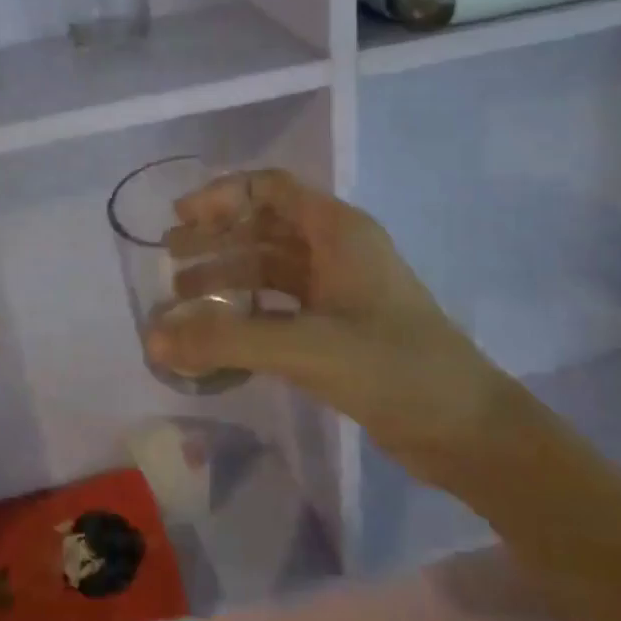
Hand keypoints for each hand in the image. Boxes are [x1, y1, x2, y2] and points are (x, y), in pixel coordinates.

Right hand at [146, 168, 524, 488]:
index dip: (222, 195)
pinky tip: (219, 333)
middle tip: (169, 260)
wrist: (468, 431)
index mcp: (338, 231)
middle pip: (264, 227)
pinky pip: (280, 307)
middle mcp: (337, 251)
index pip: (271, 189)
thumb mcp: (307, 348)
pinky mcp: (339, 329)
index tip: (180, 218)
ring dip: (227, 277)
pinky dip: (247, 313)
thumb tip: (152, 338)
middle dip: (216, 239)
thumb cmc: (395, 369)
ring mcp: (339, 292)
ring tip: (181, 298)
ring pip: (270, 269)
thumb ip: (227, 341)